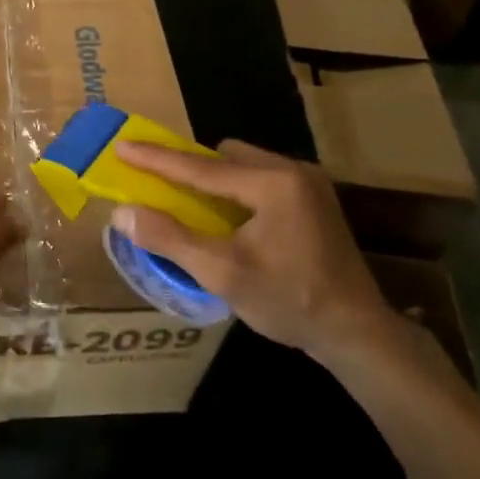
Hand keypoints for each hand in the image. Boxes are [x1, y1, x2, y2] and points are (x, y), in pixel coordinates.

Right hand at [112, 140, 395, 360]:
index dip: (156, 158)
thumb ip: (170, 239)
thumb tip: (122, 213)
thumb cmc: (289, 302)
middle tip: (158, 184)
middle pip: (224, 157)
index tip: (122, 145)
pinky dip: (236, 191)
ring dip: (214, 180)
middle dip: (189, 168)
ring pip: (243, 165)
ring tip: (190, 205)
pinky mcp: (314, 198)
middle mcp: (292, 170)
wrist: (357, 333)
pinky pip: (261, 178)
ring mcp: (307, 183)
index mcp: (272, 183)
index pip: (200, 167)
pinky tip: (227, 218)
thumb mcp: (223, 273)